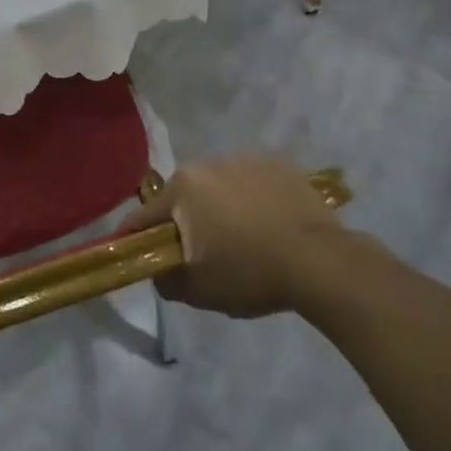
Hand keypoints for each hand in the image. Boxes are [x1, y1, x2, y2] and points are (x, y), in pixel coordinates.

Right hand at [124, 156, 348, 317]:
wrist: (320, 261)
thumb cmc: (250, 272)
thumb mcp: (198, 290)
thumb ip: (166, 280)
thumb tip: (160, 271)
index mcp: (183, 188)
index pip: (145, 215)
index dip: (134, 237)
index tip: (131, 252)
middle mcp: (209, 163)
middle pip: (184, 197)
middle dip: (184, 221)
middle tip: (197, 252)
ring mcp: (246, 159)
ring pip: (219, 187)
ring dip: (219, 208)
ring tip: (240, 239)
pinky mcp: (279, 164)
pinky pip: (253, 184)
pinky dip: (252, 201)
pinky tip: (267, 226)